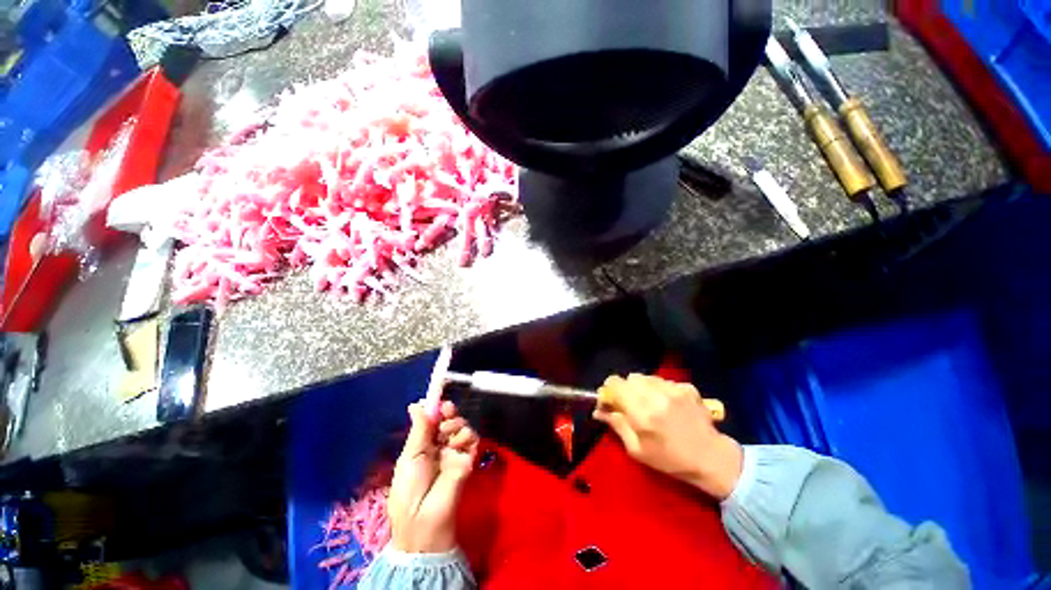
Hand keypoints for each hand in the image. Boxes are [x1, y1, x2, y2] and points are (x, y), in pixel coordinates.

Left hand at [389, 400, 478, 552]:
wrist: (423, 521)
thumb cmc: (408, 489)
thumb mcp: (410, 457)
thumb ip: (419, 429)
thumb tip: (415, 405)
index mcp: (424, 445)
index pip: (434, 421)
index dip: (437, 409)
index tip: (438, 400)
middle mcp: (441, 445)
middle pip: (450, 420)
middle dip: (449, 412)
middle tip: (446, 411)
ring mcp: (456, 452)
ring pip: (462, 426)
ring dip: (456, 424)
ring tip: (447, 434)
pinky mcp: (469, 458)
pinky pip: (472, 438)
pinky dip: (466, 435)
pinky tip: (456, 443)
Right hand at [593, 373, 742, 499]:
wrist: (712, 459)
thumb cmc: (670, 460)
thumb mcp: (637, 450)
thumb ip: (616, 425)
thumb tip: (598, 410)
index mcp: (642, 412)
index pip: (615, 383)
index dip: (609, 389)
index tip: (611, 401)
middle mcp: (657, 395)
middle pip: (630, 377)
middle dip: (626, 389)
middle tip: (631, 405)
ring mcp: (674, 389)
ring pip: (646, 377)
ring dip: (642, 387)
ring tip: (650, 404)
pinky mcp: (686, 387)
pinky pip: (663, 380)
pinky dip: (659, 389)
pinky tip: (667, 404)